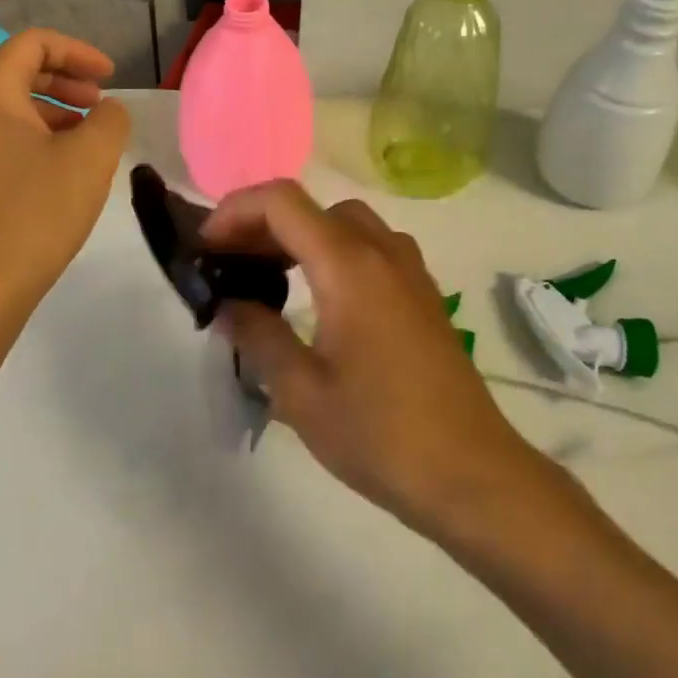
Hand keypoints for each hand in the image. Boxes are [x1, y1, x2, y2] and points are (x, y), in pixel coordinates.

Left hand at [0, 29, 130, 304]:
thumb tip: (107, 111)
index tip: (111, 77)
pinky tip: (60, 167)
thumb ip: (110, 118)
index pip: (33, 44)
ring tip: (87, 139)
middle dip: (66, 80)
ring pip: (8, 106)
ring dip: (52, 111)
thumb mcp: (91, 157)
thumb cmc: (36, 210)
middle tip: (100, 103)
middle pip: (17, 71)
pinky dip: (33, 136)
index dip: (79, 52)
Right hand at [201, 181, 534, 530]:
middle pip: (314, 208)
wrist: (471, 474)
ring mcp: (410, 272)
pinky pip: (372, 248)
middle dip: (263, 224)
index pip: (282, 203)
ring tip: (268, 278)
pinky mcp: (424, 295)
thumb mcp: (301, 392)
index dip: (235, 211)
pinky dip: (334, 252)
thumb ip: (258, 336)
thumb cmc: (380, 434)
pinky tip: (320, 300)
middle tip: (230, 265)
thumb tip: (228, 306)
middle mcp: (383, 252)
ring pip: (346, 224)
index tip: (206, 248)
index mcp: (349, 266)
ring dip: (302, 236)